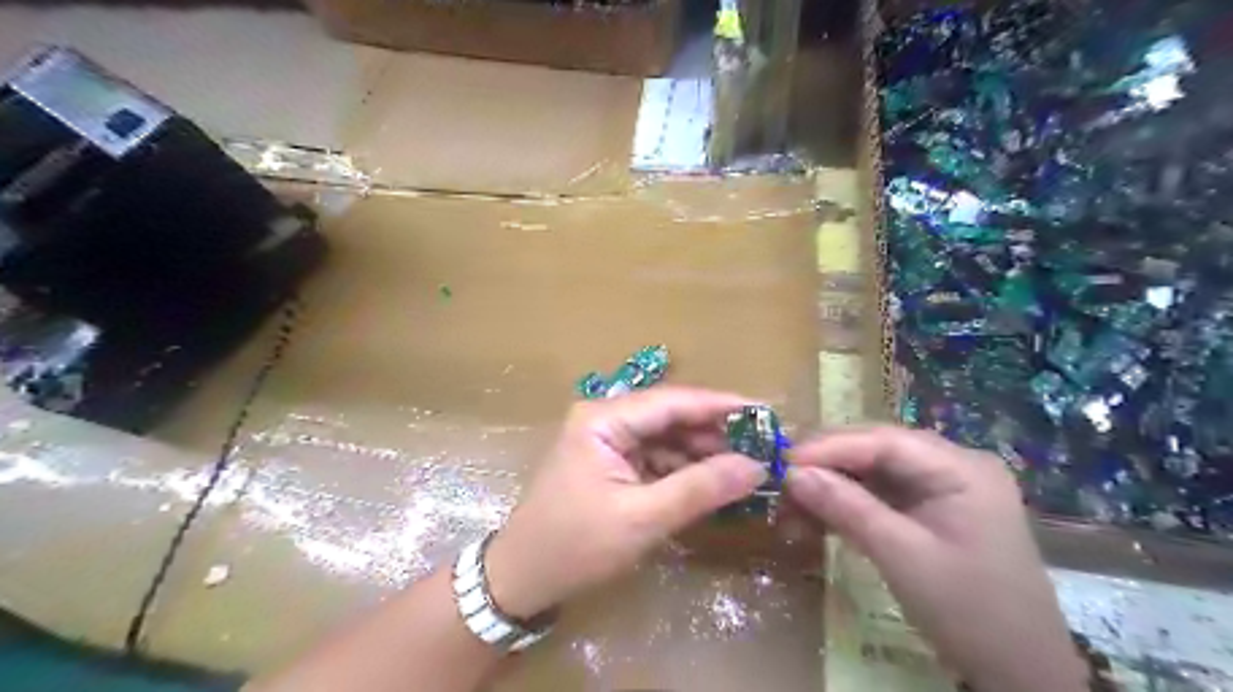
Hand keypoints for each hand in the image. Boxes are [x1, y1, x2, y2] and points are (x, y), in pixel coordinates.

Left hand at [483, 386, 768, 618]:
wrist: (522, 579)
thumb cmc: (575, 545)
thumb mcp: (642, 518)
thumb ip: (700, 489)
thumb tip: (756, 467)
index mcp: (604, 419)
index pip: (673, 401)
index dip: (721, 406)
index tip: (766, 413)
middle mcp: (606, 419)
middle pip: (671, 416)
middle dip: (716, 432)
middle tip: (764, 446)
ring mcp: (608, 441)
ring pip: (667, 438)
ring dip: (703, 452)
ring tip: (748, 466)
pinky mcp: (611, 464)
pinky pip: (656, 458)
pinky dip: (685, 470)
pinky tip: (714, 482)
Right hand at [785, 427, 1081, 690]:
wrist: (1021, 673)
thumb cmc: (970, 611)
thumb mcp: (902, 556)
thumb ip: (846, 508)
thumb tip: (792, 474)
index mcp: (961, 468)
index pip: (884, 441)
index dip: (829, 447)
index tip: (783, 461)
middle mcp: (952, 465)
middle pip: (875, 450)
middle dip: (825, 466)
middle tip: (781, 482)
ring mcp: (941, 487)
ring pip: (871, 472)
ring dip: (830, 488)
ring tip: (791, 508)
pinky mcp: (929, 509)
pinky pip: (878, 495)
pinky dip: (846, 506)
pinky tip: (815, 519)